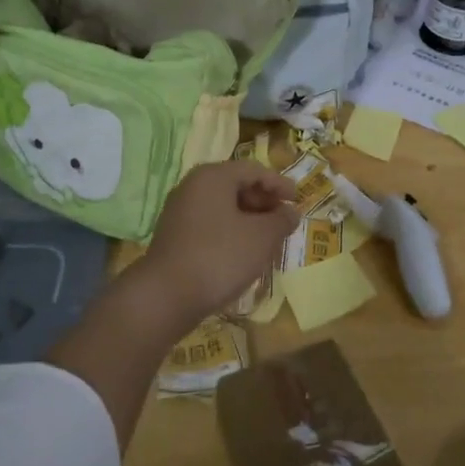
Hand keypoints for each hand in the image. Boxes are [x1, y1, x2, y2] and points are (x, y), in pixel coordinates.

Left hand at [134, 160, 298, 327]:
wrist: (166, 295)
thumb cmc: (220, 256)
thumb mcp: (261, 238)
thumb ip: (281, 220)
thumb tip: (290, 212)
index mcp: (213, 176)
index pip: (254, 170)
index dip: (279, 183)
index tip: (298, 200)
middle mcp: (193, 186)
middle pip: (236, 185)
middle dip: (263, 201)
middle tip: (283, 221)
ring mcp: (180, 210)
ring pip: (222, 206)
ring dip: (248, 218)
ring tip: (267, 239)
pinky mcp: (174, 235)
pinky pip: (210, 223)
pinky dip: (230, 231)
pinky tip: (242, 253)